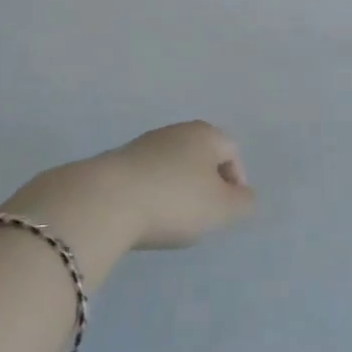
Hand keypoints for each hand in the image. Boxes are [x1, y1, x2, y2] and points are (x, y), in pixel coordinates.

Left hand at [82, 121, 256, 250]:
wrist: (106, 201)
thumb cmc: (174, 201)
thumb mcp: (221, 209)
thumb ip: (243, 202)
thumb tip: (245, 196)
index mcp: (206, 134)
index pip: (232, 151)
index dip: (235, 182)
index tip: (225, 211)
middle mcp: (177, 130)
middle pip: (201, 156)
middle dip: (205, 185)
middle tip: (201, 217)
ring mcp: (144, 143)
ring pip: (173, 165)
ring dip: (177, 189)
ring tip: (170, 220)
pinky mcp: (117, 161)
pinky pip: (147, 176)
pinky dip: (151, 193)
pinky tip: (144, 216)